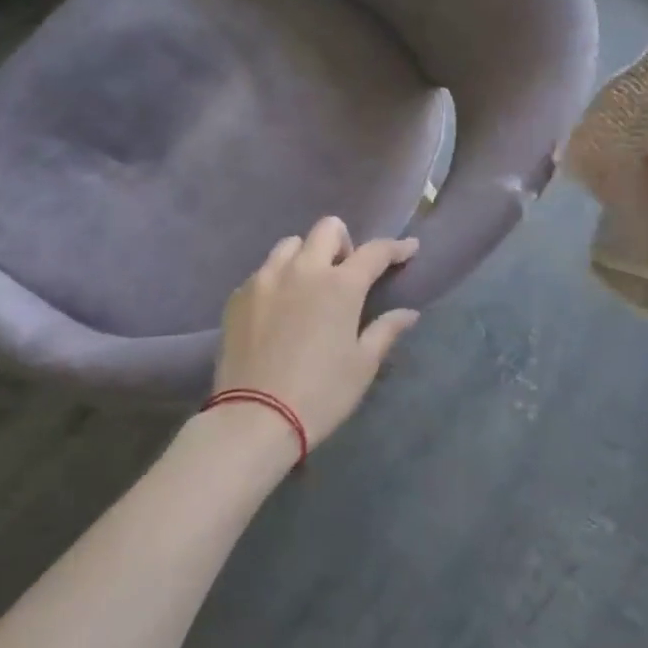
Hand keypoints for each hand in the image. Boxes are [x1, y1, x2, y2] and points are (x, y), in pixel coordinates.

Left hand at [210, 217, 421, 448]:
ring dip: (307, 256)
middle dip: (344, 242)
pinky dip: (278, 280)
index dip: (396, 247)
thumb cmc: (321, 393)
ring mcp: (265, 279)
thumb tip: (408, 313)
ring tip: (309, 287)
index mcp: (340, 285)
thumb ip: (386, 330)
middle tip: (346, 274)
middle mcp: (303, 270)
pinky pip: (263, 272)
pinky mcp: (238, 296)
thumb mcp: (362, 365)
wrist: (254, 418)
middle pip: (327, 229)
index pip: (375, 251)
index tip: (409, 248)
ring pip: (290, 245)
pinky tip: (279, 309)